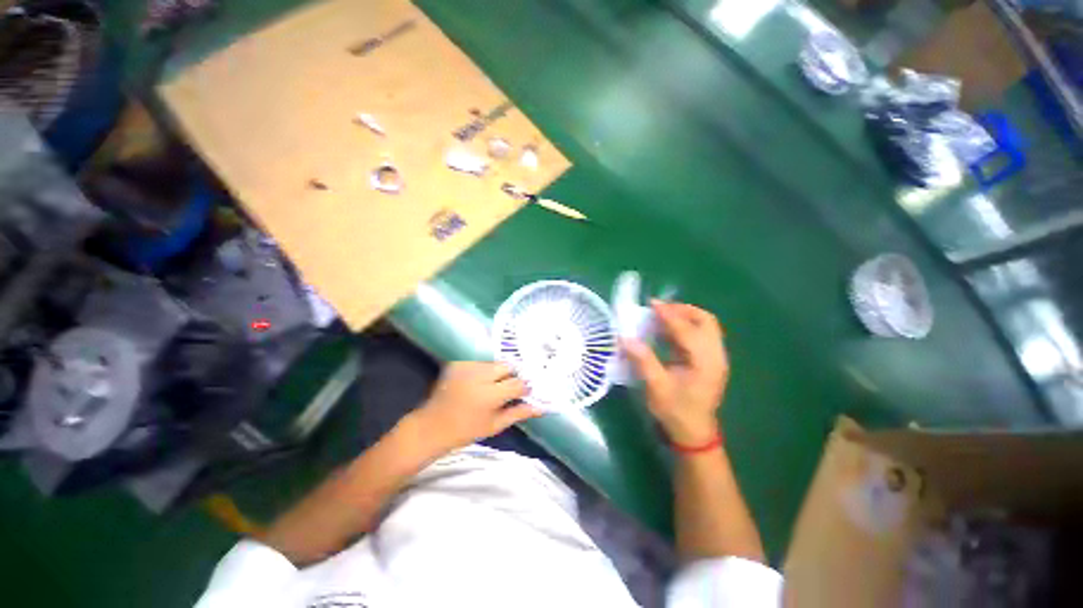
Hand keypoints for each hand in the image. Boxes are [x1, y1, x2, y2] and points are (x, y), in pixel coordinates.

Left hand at [411, 362, 535, 454]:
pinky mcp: (457, 364)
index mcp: (490, 395)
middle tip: (505, 390)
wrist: (431, 426)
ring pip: (494, 363)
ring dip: (497, 373)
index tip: (523, 394)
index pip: (517, 383)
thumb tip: (540, 407)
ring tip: (490, 387)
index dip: (523, 388)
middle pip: (507, 366)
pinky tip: (476, 383)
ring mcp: (466, 367)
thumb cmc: (465, 431)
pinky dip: (482, 371)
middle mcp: (479, 376)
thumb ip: (518, 413)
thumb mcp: (494, 425)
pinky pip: (479, 363)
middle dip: (510, 376)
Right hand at [623, 301, 728, 444]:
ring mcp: (714, 357)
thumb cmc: (675, 411)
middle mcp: (715, 356)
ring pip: (704, 326)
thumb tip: (626, 338)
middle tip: (659, 309)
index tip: (652, 304)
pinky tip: (665, 330)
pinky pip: (699, 334)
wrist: (693, 433)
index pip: (688, 331)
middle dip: (682, 310)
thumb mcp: (656, 387)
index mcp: (705, 363)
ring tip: (659, 316)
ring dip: (683, 316)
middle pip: (705, 321)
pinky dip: (683, 327)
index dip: (669, 315)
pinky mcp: (708, 360)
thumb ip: (643, 360)